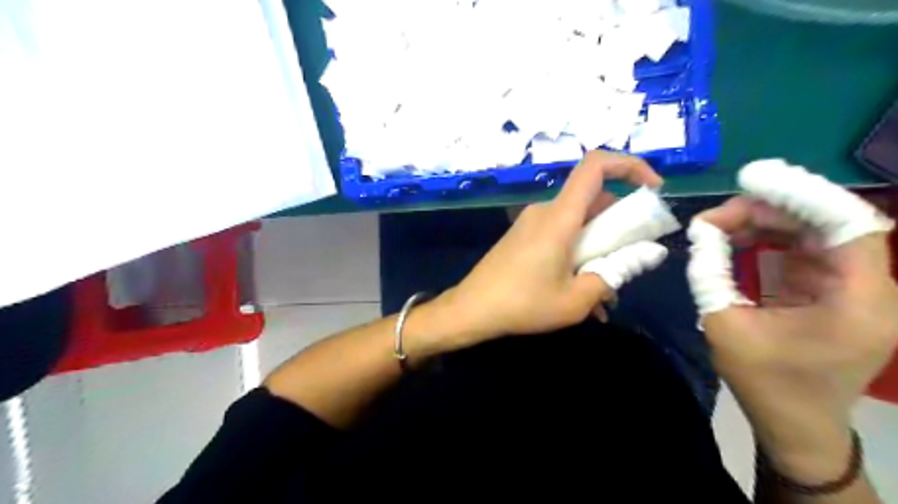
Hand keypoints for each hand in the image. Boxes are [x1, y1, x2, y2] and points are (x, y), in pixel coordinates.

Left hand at [431, 149, 660, 349]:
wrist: (472, 309)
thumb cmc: (523, 304)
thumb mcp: (576, 299)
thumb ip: (615, 274)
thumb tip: (647, 256)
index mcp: (559, 216)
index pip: (596, 165)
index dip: (630, 165)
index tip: (654, 190)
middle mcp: (545, 210)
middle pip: (593, 200)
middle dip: (619, 225)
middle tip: (631, 259)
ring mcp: (532, 223)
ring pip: (578, 222)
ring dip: (598, 248)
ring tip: (606, 290)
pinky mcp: (524, 236)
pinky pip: (560, 235)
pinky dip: (578, 254)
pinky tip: (580, 292)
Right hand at [697, 195, 897, 480]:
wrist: (796, 425)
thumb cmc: (765, 383)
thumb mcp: (725, 326)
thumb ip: (711, 274)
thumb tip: (701, 232)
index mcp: (858, 301)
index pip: (849, 225)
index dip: (802, 195)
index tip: (751, 181)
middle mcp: (870, 288)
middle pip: (828, 224)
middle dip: (770, 211)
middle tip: (715, 216)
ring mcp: (856, 290)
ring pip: (816, 234)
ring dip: (767, 223)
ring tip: (719, 225)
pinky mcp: (835, 293)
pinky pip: (806, 251)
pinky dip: (771, 239)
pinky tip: (737, 238)